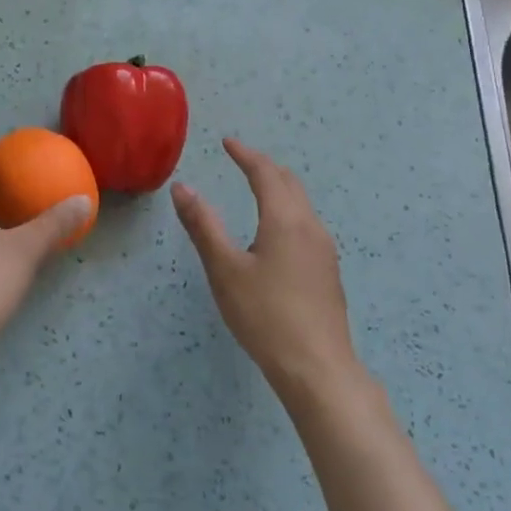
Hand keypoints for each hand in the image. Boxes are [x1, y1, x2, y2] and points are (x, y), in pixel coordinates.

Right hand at [172, 138, 358, 399]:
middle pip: (290, 183)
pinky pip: (307, 224)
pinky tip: (277, 232)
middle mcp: (310, 227)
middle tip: (241, 160)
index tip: (227, 142)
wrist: (317, 367)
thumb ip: (203, 226)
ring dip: (279, 188)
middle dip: (265, 167)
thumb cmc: (265, 315)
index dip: (245, 155)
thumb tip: (182, 187)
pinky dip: (288, 210)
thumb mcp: (224, 269)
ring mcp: (325, 250)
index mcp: (285, 220)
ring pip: (302, 205)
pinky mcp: (328, 272)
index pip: (265, 174)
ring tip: (257, 189)